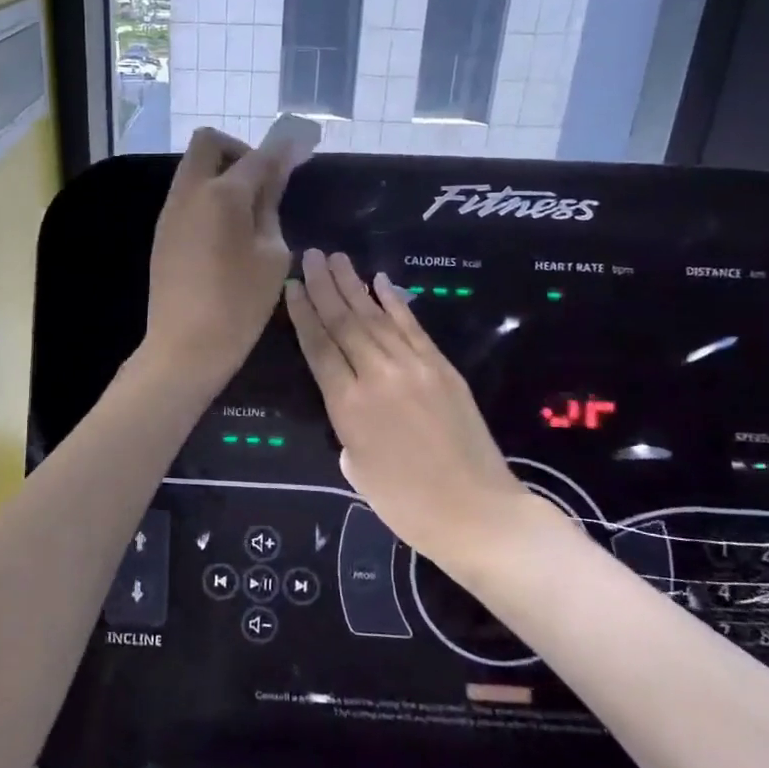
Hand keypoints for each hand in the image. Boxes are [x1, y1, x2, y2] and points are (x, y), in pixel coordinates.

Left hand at [143, 128, 295, 390]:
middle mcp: (190, 191)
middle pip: (209, 143)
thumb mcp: (272, 255)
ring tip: (248, 211)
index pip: (258, 155)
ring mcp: (171, 211)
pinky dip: (208, 195)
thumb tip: (274, 174)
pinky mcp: (163, 231)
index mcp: (223, 194)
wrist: (185, 346)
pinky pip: (186, 194)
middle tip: (263, 182)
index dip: (283, 148)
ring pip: (194, 168)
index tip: (301, 145)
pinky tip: (226, 231)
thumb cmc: (239, 304)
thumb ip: (271, 206)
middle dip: (239, 150)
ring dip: (221, 173)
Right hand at [285, 250, 560, 568]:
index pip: (318, 346)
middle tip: (312, 254)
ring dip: (354, 285)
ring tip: (337, 258)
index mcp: (348, 405)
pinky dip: (395, 302)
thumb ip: (346, 425)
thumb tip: (351, 401)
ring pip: (376, 317)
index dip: (303, 313)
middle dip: (325, 285)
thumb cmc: (406, 503)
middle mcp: (378, 376)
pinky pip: (412, 327)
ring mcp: (414, 367)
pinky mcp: (443, 368)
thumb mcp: (356, 468)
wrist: (476, 513)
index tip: (293, 284)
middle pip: (345, 321)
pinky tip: (381, 282)